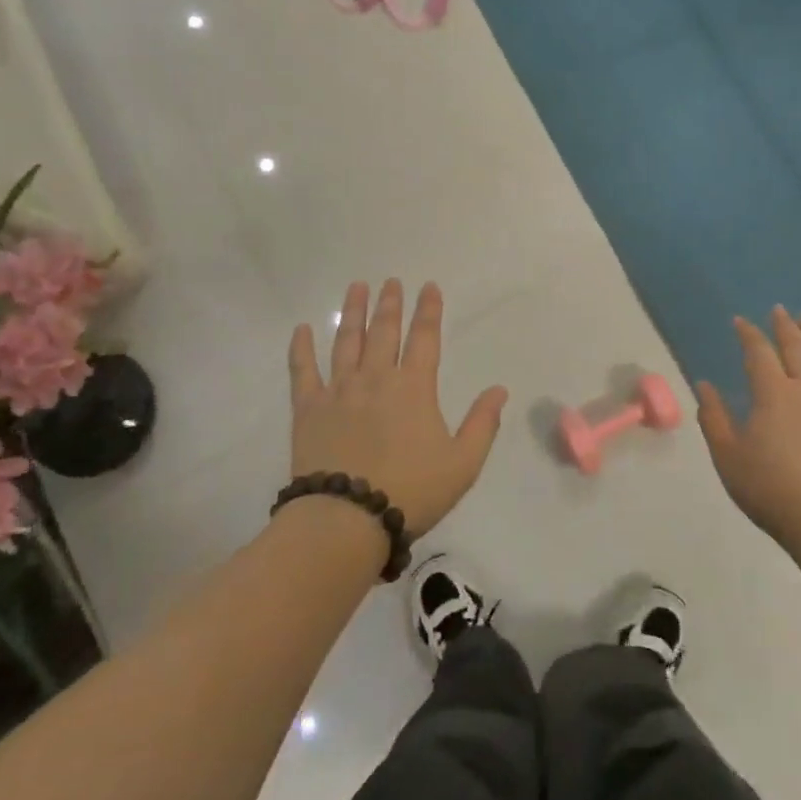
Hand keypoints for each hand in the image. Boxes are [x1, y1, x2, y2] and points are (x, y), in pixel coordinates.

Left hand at [287, 279, 507, 539]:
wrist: (348, 518)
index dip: (428, 310)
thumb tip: (499, 390)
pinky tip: (301, 329)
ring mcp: (339, 390)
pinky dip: (301, 348)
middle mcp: (376, 378)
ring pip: (347, 341)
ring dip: (354, 312)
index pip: (425, 338)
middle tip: (391, 281)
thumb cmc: (412, 491)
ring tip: (356, 287)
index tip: (429, 286)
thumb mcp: (463, 463)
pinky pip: (303, 370)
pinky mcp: (308, 409)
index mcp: (414, 388)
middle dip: (390, 303)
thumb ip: (482, 423)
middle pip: (384, 331)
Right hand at [696, 307, 800, 556]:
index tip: (740, 321)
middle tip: (779, 310)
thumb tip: (704, 385)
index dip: (748, 334)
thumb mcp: (728, 457)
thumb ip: (714, 418)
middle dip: (785, 327)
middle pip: (796, 350)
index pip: (758, 353)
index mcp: (772, 395)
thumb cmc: (770, 489)